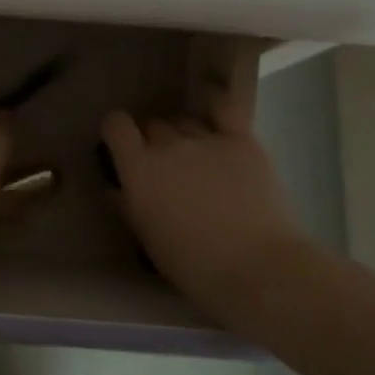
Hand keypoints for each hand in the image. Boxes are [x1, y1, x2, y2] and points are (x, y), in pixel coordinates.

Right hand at [101, 89, 302, 324]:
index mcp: (139, 168)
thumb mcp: (147, 239)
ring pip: (185, 121)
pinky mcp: (243, 140)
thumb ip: (128, 205)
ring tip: (196, 158)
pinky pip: (224, 108)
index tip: (122, 147)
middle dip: (152, 141)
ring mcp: (207, 138)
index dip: (117, 132)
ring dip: (183, 135)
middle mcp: (168, 144)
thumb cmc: (194, 264)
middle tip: (165, 168)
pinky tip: (215, 114)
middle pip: (153, 125)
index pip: (116, 125)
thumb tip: (117, 186)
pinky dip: (216, 106)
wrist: (258, 268)